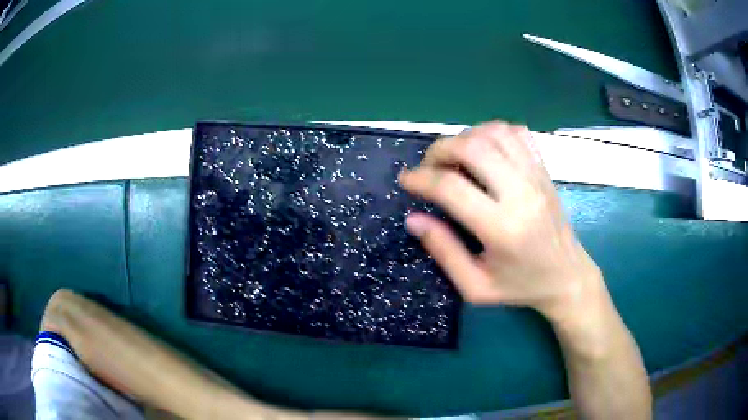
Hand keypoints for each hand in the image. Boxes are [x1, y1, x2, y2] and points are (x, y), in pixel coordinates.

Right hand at [398, 122, 602, 321]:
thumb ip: (443, 251)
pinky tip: (484, 150)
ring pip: (494, 132)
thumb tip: (413, 219)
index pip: (452, 187)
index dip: (420, 179)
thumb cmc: (520, 287)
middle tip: (428, 168)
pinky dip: (492, 132)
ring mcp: (536, 176)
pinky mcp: (544, 169)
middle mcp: (521, 193)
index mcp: (502, 228)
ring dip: (465, 137)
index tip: (406, 181)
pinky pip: (516, 132)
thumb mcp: (475, 287)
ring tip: (454, 158)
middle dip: (439, 150)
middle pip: (473, 147)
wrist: (567, 277)